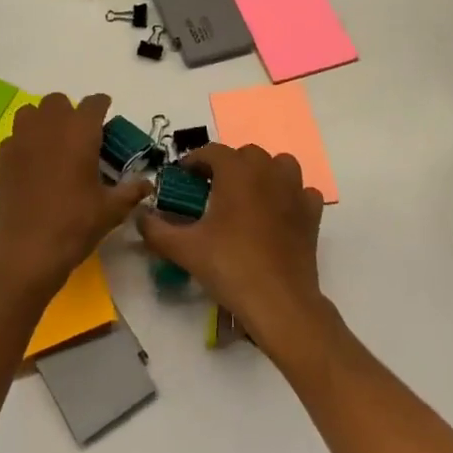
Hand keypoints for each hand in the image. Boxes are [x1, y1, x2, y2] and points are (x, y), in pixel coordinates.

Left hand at [0, 93, 150, 300]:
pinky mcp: (2, 157)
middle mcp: (49, 126)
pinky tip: (33, 164)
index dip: (102, 107)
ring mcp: (21, 139)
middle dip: (70, 112)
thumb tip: (147, 184)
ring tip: (54, 144)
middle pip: (58, 101)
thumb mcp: (111, 210)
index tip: (106, 117)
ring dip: (44, 120)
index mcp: (80, 132)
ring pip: (31, 112)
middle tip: (81, 136)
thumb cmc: (74, 225)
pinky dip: (25, 142)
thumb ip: (130, 191)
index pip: (93, 103)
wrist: (25, 251)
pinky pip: (15, 136)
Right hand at [136, 144, 330, 361]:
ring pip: (279, 165)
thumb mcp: (184, 249)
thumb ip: (156, 229)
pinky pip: (301, 191)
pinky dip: (289, 196)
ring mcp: (294, 190)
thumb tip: (141, 217)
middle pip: (245, 154)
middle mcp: (267, 171)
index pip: (211, 151)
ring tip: (247, 196)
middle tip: (210, 190)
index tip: (182, 178)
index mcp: (236, 171)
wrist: (279, 301)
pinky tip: (278, 214)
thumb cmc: (229, 266)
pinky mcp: (312, 213)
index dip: (194, 161)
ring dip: (262, 173)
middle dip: (226, 166)